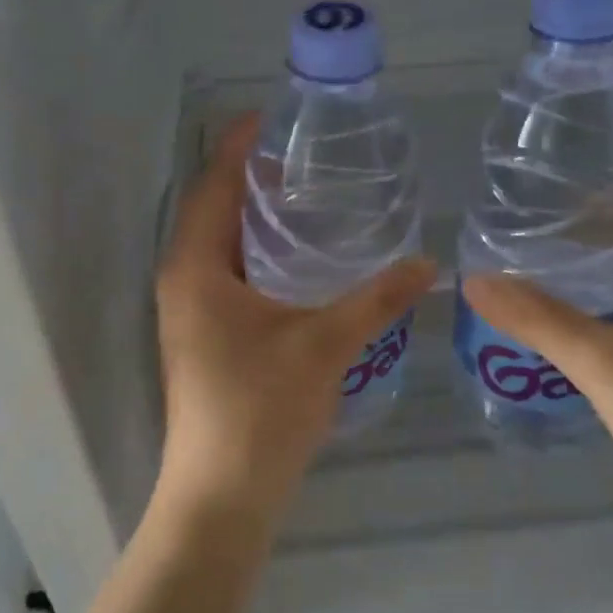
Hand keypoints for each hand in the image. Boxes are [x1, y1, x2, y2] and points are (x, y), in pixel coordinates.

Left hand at [154, 116, 435, 524]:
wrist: (221, 497)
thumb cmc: (260, 409)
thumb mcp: (325, 343)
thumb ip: (377, 298)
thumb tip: (430, 262)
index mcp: (195, 267)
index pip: (214, 184)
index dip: (239, 145)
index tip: (273, 114)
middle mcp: (183, 281)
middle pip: (214, 209)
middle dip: (252, 176)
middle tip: (305, 152)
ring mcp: (190, 312)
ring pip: (221, 245)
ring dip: (256, 216)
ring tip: (308, 194)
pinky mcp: (205, 337)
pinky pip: (229, 274)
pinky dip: (258, 253)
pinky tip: (300, 259)